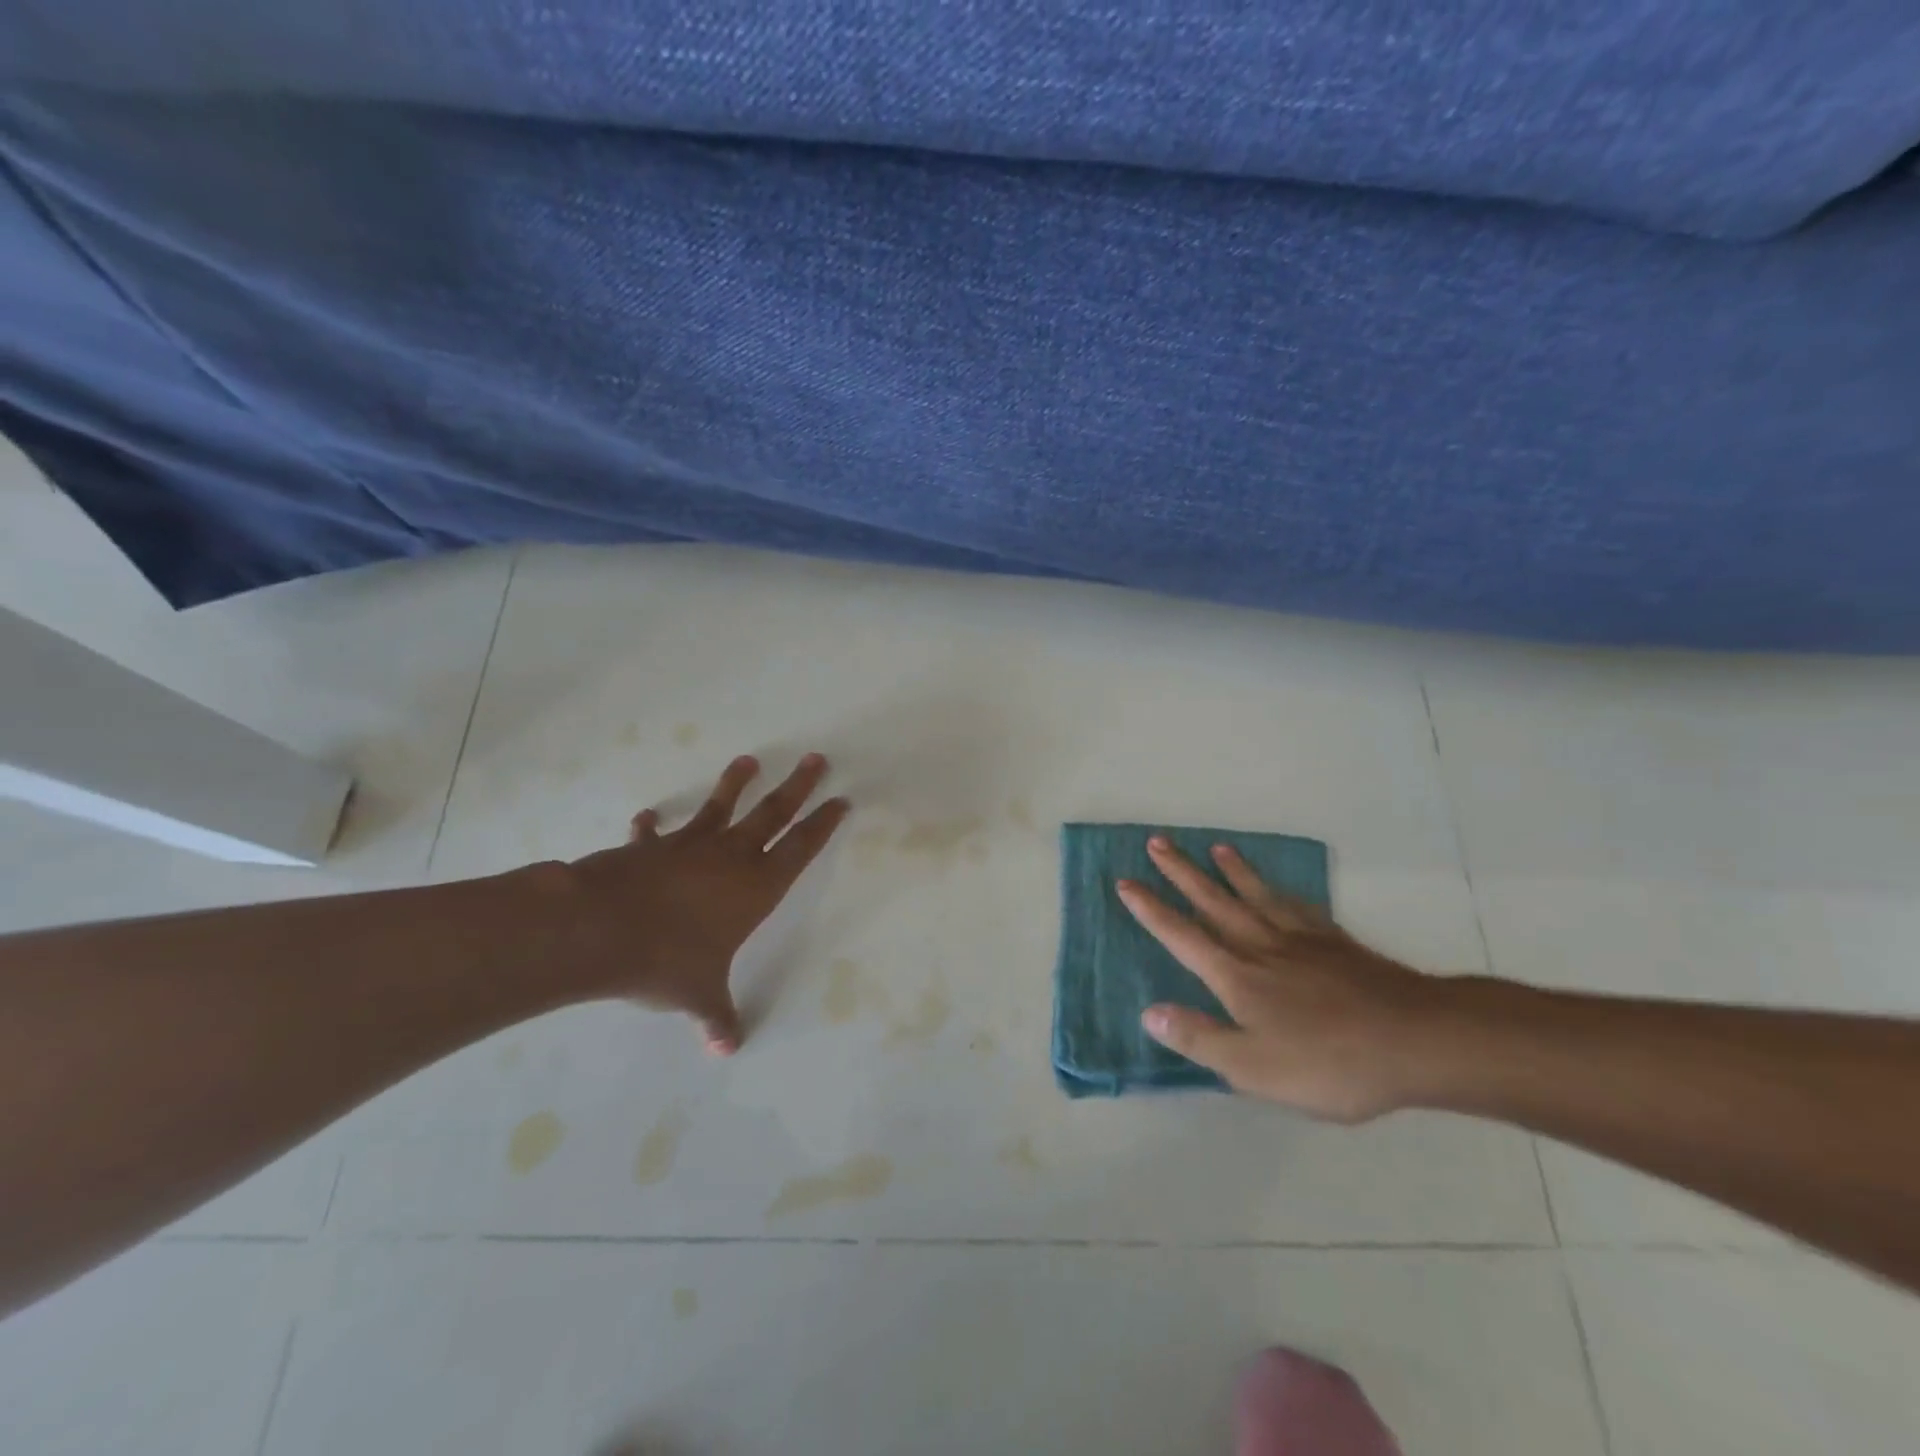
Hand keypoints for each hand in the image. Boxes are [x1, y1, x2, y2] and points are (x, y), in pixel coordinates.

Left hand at [562, 754, 848, 1053]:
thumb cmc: (666, 961)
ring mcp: (689, 846)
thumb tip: (726, 1051)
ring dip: (736, 784)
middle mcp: (730, 858)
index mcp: (756, 887)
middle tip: (816, 758)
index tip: (840, 799)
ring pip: (721, 807)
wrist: (600, 930)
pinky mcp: (650, 848)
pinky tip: (649, 816)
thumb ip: (716, 1018)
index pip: (801, 848)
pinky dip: (652, 825)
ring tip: (748, 760)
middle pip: (773, 813)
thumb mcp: (699, 995)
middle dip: (798, 786)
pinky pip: (655, 833)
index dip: (823, 824)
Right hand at [1117, 837, 1451, 1122]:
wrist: (1416, 1041)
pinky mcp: (1336, 943)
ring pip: (1255, 896)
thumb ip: (1199, 1038)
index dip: (1151, 910)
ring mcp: (1301, 940)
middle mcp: (1261, 946)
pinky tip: (1278, 888)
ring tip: (1215, 847)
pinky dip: (1281, 892)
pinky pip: (1298, 907)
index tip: (1126, 882)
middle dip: (1181, 872)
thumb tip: (1148, 1012)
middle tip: (1158, 842)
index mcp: (1236, 975)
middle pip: (1213, 901)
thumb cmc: (1329, 1062)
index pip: (1181, 936)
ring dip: (1230, 871)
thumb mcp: (1253, 1067)